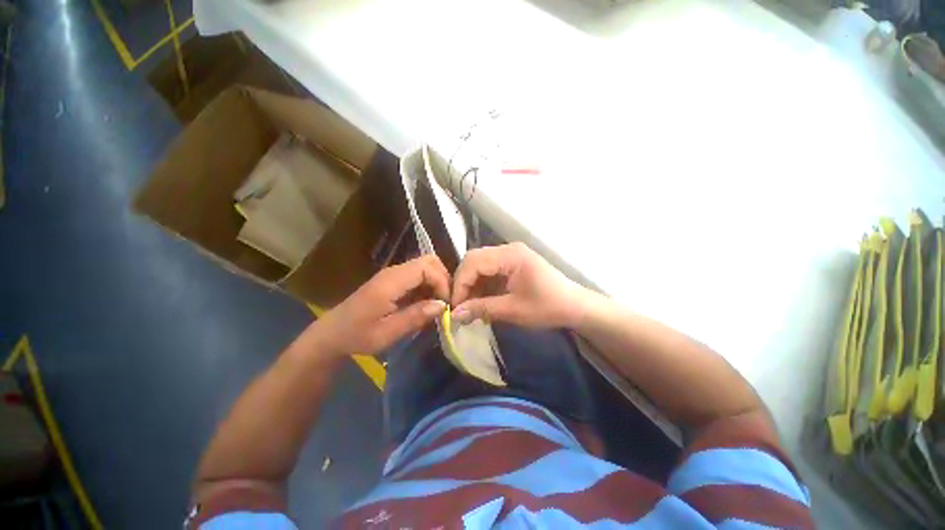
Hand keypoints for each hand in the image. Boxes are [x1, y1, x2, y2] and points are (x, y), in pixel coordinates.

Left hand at [312, 255, 449, 356]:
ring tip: (439, 304)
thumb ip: (415, 316)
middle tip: (446, 301)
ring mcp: (394, 275)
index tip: (446, 303)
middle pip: (429, 261)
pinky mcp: (394, 281)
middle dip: (443, 278)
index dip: (442, 282)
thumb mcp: (387, 332)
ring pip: (425, 266)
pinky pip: (418, 276)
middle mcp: (394, 272)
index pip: (427, 267)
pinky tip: (427, 304)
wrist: (333, 334)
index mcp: (391, 281)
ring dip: (437, 282)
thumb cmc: (357, 335)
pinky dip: (428, 286)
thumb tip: (442, 306)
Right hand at [451, 242, 587, 328]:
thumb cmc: (548, 307)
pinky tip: (482, 301)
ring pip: (479, 265)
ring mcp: (510, 255)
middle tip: (461, 307)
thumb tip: (454, 314)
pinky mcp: (512, 264)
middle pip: (474, 260)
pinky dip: (482, 286)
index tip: (456, 307)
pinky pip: (489, 271)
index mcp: (511, 255)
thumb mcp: (513, 310)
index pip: (473, 262)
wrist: (574, 306)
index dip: (460, 284)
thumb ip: (482, 309)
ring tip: (471, 307)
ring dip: (472, 285)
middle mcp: (508, 249)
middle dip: (463, 283)